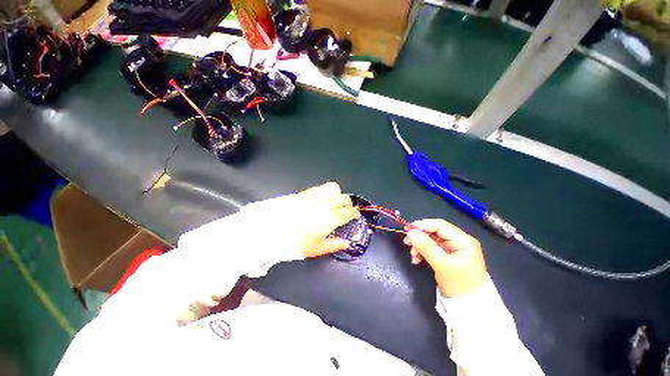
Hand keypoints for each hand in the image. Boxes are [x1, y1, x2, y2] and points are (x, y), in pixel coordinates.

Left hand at [292, 182, 359, 256]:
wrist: (271, 229)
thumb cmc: (296, 241)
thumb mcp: (317, 248)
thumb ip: (334, 245)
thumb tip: (346, 243)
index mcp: (331, 217)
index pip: (349, 212)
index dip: (355, 213)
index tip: (355, 215)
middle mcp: (326, 203)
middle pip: (344, 198)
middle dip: (348, 204)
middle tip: (345, 210)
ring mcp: (316, 195)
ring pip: (334, 188)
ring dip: (338, 194)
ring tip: (333, 202)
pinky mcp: (307, 191)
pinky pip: (322, 187)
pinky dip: (326, 191)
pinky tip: (321, 199)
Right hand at [403, 219, 486, 297]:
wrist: (469, 307)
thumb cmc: (459, 285)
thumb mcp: (442, 265)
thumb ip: (426, 247)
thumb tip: (410, 232)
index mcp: (463, 240)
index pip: (440, 225)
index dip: (423, 225)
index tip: (407, 229)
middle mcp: (459, 241)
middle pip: (435, 232)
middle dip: (420, 237)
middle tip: (406, 241)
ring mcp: (454, 249)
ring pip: (431, 240)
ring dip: (420, 246)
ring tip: (412, 255)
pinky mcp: (448, 256)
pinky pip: (432, 249)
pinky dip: (423, 252)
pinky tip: (417, 260)